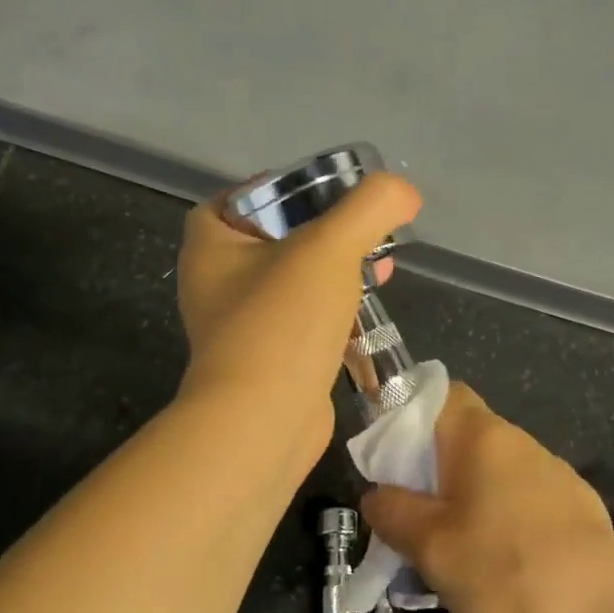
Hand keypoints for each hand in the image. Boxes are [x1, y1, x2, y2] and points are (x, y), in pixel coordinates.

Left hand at [175, 170, 421, 455]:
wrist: (263, 424)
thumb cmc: (282, 323)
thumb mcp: (330, 247)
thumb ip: (370, 208)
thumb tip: (403, 191)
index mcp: (210, 246)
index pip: (238, 198)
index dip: (278, 188)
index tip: (323, 191)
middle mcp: (215, 285)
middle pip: (273, 240)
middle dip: (322, 232)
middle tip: (364, 229)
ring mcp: (240, 328)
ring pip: (291, 284)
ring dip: (333, 273)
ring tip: (379, 267)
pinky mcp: (266, 363)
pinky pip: (301, 324)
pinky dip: (332, 314)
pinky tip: (368, 313)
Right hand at [361, 383, 613, 612]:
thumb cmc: (509, 572)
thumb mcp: (431, 548)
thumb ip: (392, 512)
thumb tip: (376, 494)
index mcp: (481, 436)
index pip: (437, 393)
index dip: (405, 415)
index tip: (387, 460)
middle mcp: (518, 442)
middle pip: (459, 437)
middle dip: (426, 470)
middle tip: (407, 517)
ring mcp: (552, 474)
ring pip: (488, 472)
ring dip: (460, 499)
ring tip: (446, 549)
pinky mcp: (574, 508)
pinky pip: (518, 499)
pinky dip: (495, 518)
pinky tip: (495, 565)